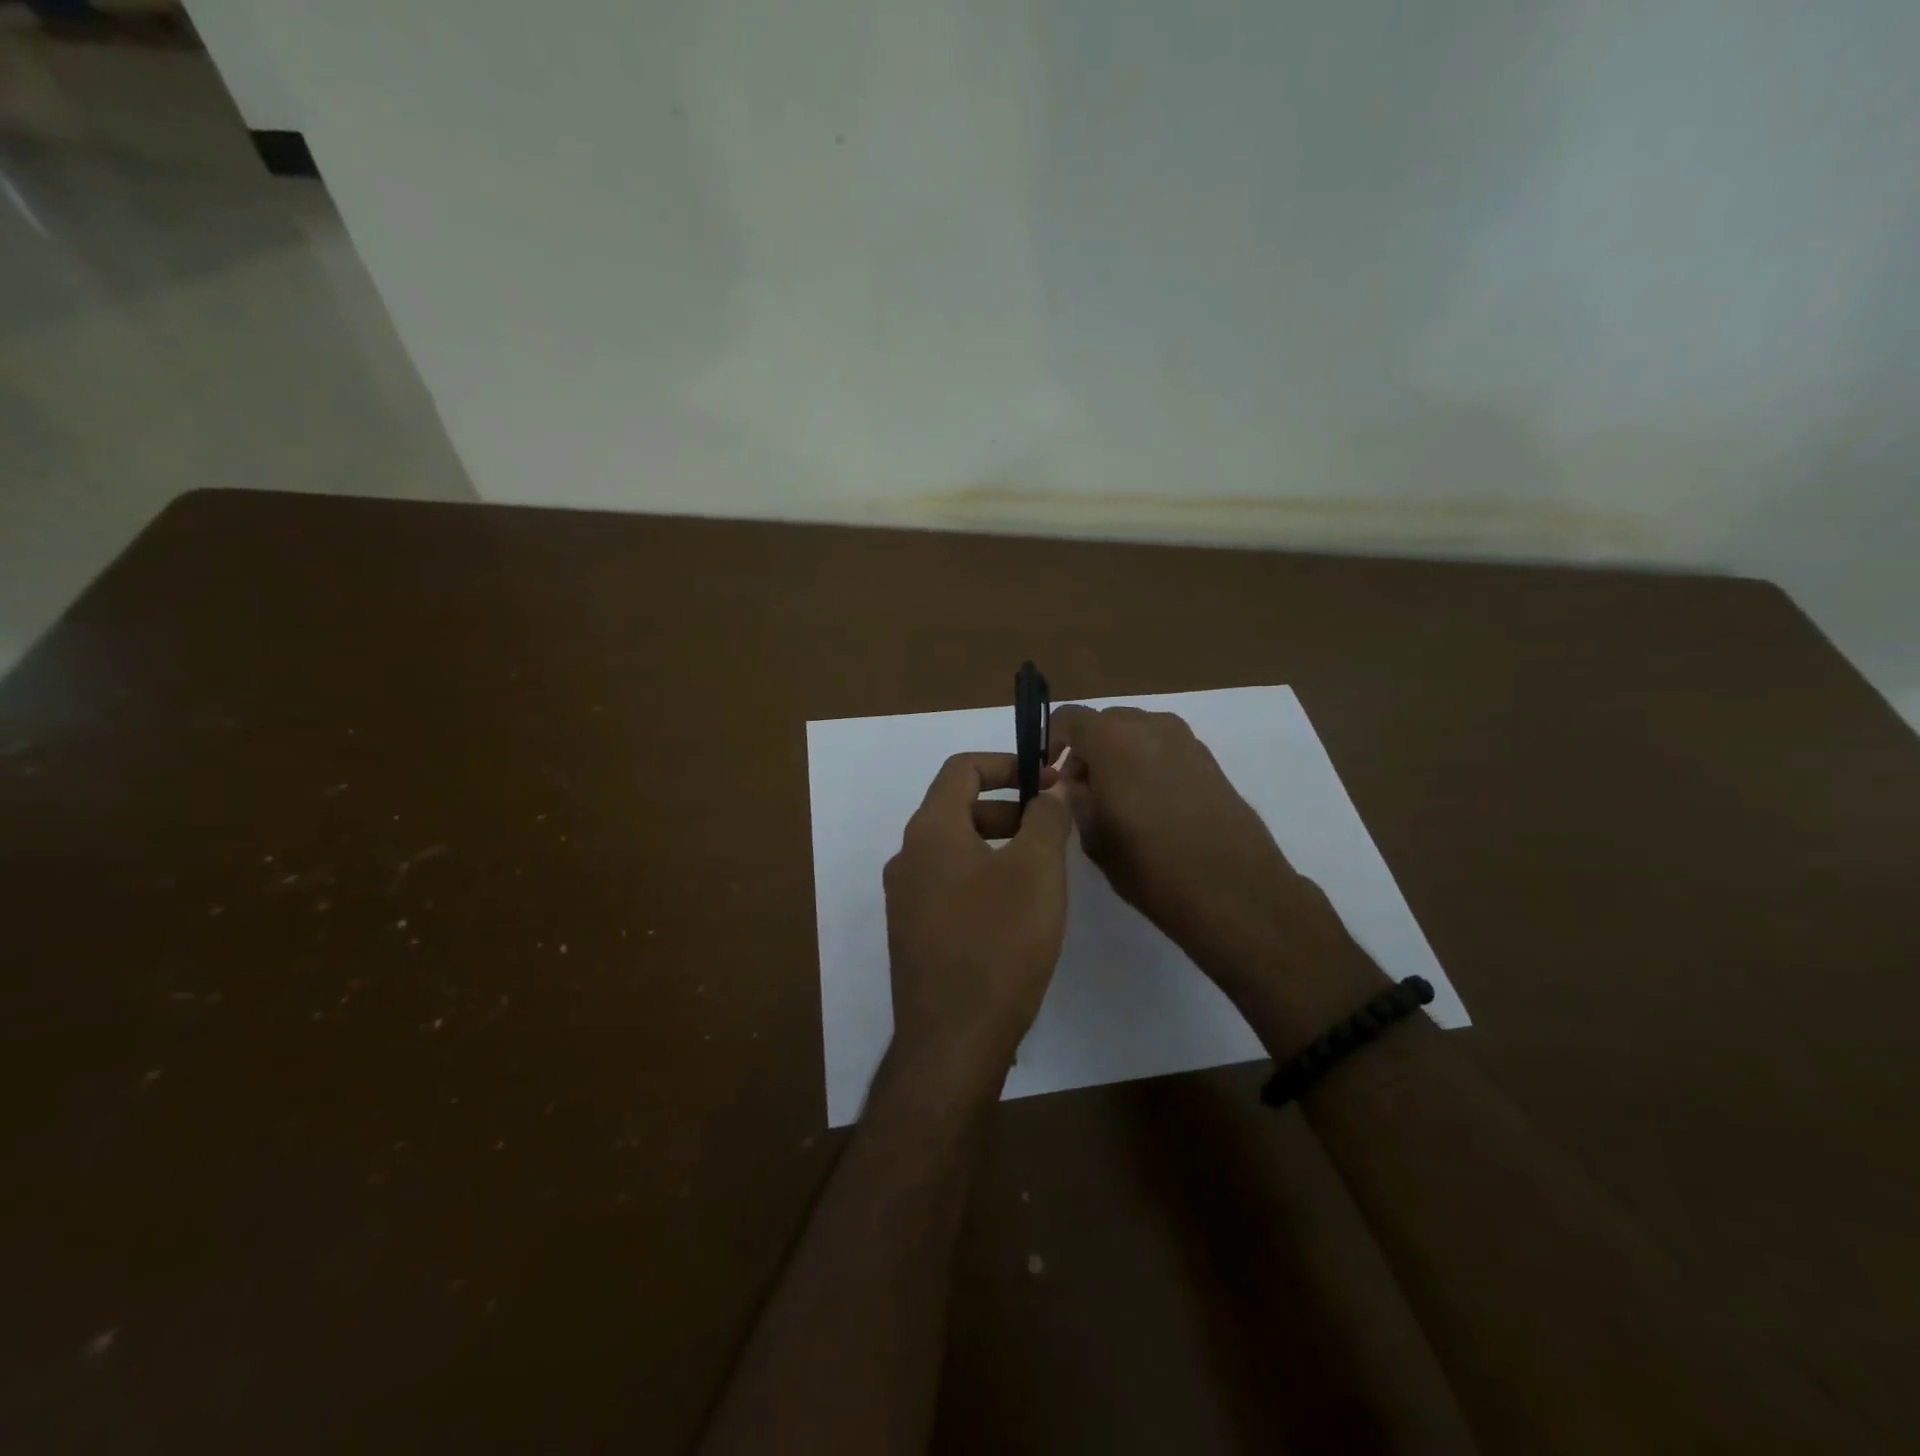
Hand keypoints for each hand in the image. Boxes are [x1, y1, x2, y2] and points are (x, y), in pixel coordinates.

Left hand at [883, 753, 1073, 1107]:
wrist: (953, 1038)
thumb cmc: (999, 942)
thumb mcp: (1037, 870)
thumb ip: (1047, 818)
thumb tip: (1053, 788)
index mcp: (930, 830)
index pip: (962, 769)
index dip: (1007, 763)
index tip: (1046, 780)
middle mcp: (908, 856)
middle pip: (958, 808)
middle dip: (1008, 807)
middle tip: (1052, 827)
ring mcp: (905, 897)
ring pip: (954, 849)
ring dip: (997, 843)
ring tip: (1041, 869)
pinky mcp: (913, 932)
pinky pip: (948, 884)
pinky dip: (982, 876)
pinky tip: (1016, 910)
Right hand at [1047, 705, 1346, 990]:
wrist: (1234, 891)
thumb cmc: (1152, 867)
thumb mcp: (1095, 837)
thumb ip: (1075, 798)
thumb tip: (1071, 782)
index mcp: (1113, 739)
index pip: (1069, 718)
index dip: (1051, 741)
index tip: (1049, 774)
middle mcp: (1150, 726)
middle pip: (1104, 722)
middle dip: (1086, 749)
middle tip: (1081, 791)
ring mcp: (1185, 740)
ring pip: (1136, 732)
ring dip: (1118, 755)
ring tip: (1117, 800)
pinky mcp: (1209, 759)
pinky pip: (1163, 747)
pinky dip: (1146, 762)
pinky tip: (1151, 806)